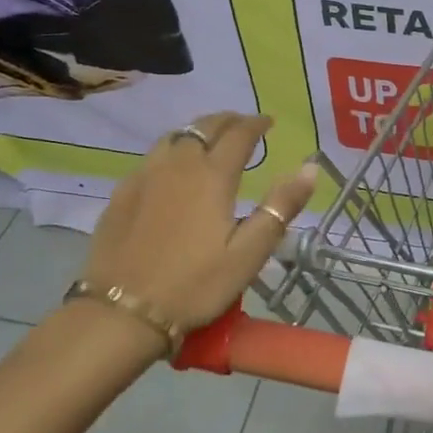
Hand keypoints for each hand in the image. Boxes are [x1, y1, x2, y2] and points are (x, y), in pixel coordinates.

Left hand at [81, 111, 319, 336]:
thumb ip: (281, 207)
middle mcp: (178, 165)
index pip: (239, 134)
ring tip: (210, 140)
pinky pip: (152, 157)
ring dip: (197, 131)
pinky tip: (172, 169)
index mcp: (212, 176)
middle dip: (228, 121)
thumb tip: (310, 167)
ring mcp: (144, 176)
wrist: (121, 312)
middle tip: (243, 125)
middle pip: (204, 127)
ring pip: (174, 137)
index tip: (269, 122)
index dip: (256, 124)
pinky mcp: (122, 193)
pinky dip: (172, 151)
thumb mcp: (249, 253)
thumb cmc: (194, 284)